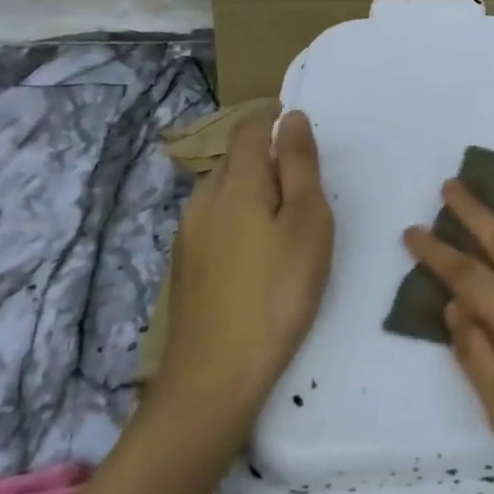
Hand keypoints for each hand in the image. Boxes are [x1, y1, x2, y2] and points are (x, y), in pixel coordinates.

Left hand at [156, 109, 333, 416]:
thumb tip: (291, 118)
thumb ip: (299, 166)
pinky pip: (215, 223)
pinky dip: (241, 220)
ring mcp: (188, 236)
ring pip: (223, 194)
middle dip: (267, 159)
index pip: (249, 130)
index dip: (272, 120)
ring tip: (288, 222)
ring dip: (253, 192)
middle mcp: (203, 200)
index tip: (300, 129)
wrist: (216, 374)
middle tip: (307, 185)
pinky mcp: (185, 267)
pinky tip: (259, 254)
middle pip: (234, 161)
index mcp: (235, 183)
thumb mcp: (307, 222)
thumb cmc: (278, 291)